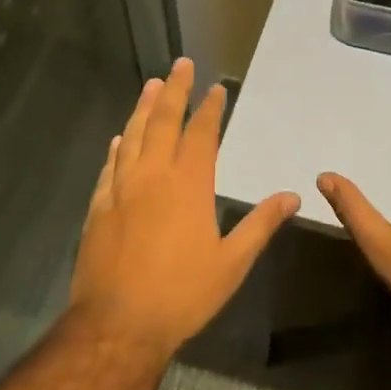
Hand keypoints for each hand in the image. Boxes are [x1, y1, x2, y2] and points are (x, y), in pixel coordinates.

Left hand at [69, 58, 299, 357]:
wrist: (118, 324)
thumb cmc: (182, 294)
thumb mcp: (232, 263)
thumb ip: (260, 224)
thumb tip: (292, 196)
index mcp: (189, 185)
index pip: (202, 134)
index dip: (210, 108)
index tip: (216, 88)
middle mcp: (153, 176)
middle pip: (163, 121)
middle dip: (174, 90)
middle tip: (180, 65)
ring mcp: (121, 189)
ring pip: (133, 136)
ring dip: (143, 108)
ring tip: (150, 85)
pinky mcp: (98, 207)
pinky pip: (109, 167)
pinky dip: (117, 148)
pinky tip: (119, 139)